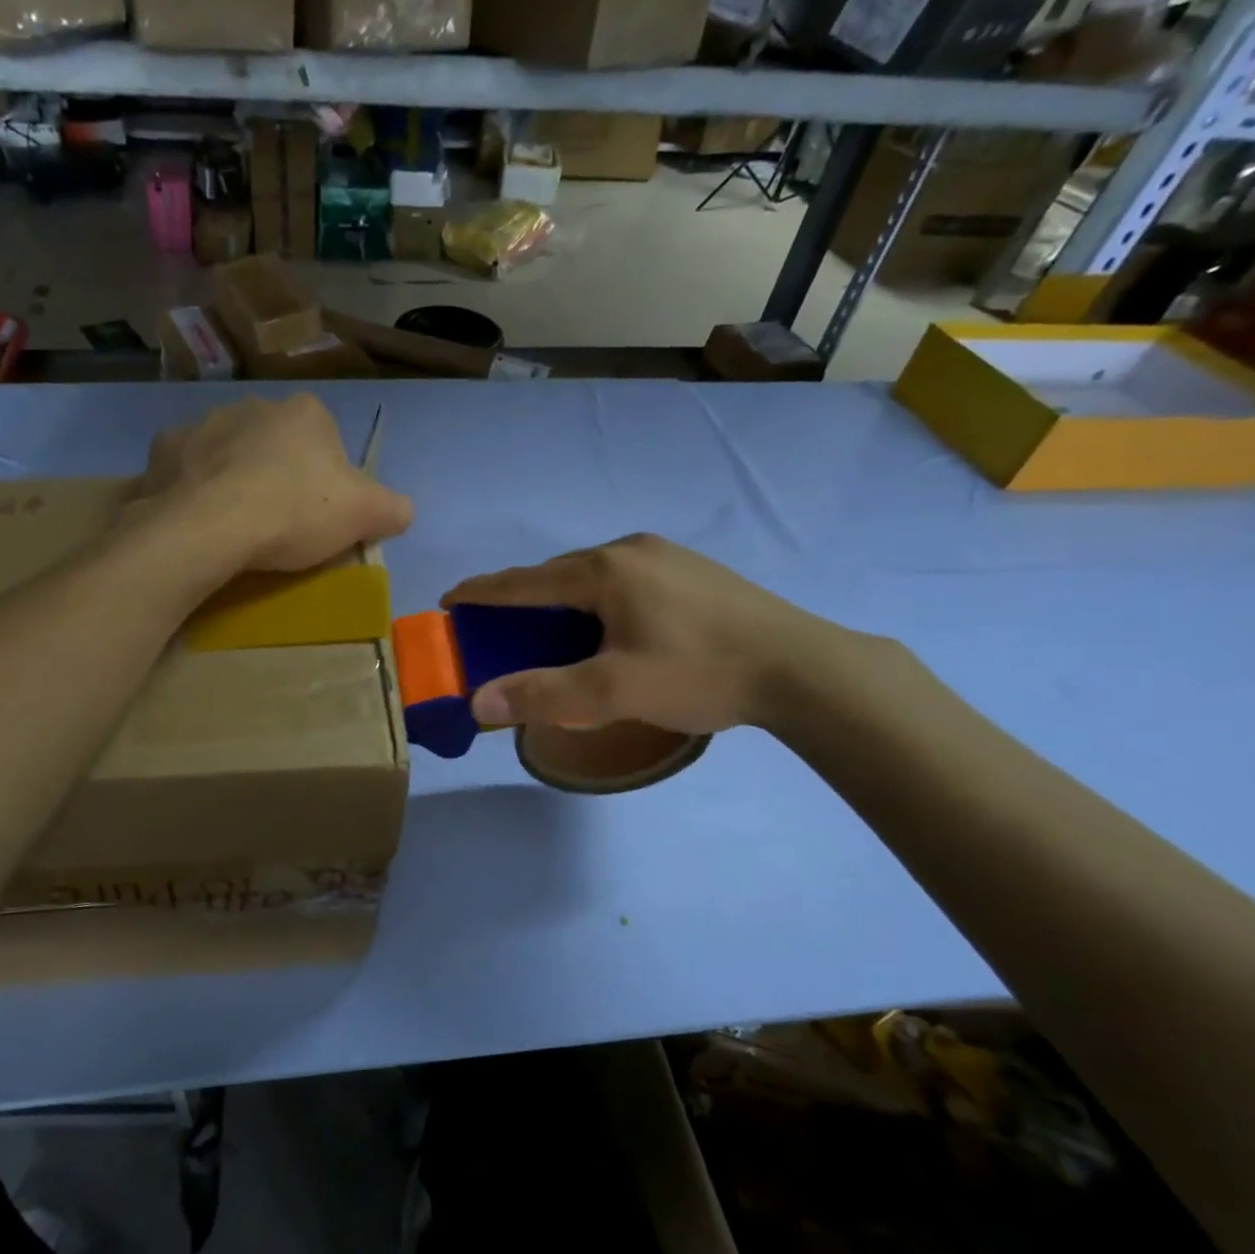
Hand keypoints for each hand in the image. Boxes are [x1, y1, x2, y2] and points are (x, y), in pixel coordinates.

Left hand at [140, 394, 413, 572]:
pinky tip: (199, 519)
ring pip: (228, 451)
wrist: (208, 527)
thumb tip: (401, 509)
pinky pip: (187, 468)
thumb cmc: (293, 512)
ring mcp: (203, 423)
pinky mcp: (163, 449)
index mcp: (305, 412)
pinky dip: (193, 487)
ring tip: (236, 523)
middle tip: (279, 521)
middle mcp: (253, 404)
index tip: (320, 513)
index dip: (327, 476)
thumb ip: (393, 507)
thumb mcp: (365, 515)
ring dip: (234, 476)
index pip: (327, 439)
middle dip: (278, 472)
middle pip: (275, 442)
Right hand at [442, 534, 847, 733]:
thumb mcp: (613, 691)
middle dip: (523, 599)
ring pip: (594, 576)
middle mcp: (630, 549)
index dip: (483, 592)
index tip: (450, 600)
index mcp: (604, 570)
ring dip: (564, 600)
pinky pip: (625, 579)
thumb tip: (478, 703)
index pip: (525, 581)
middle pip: (559, 574)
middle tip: (500, 627)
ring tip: (553, 631)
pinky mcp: (693, 571)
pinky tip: (612, 627)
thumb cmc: (700, 672)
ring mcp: (667, 556)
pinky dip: (599, 601)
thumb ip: (542, 695)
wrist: (804, 668)